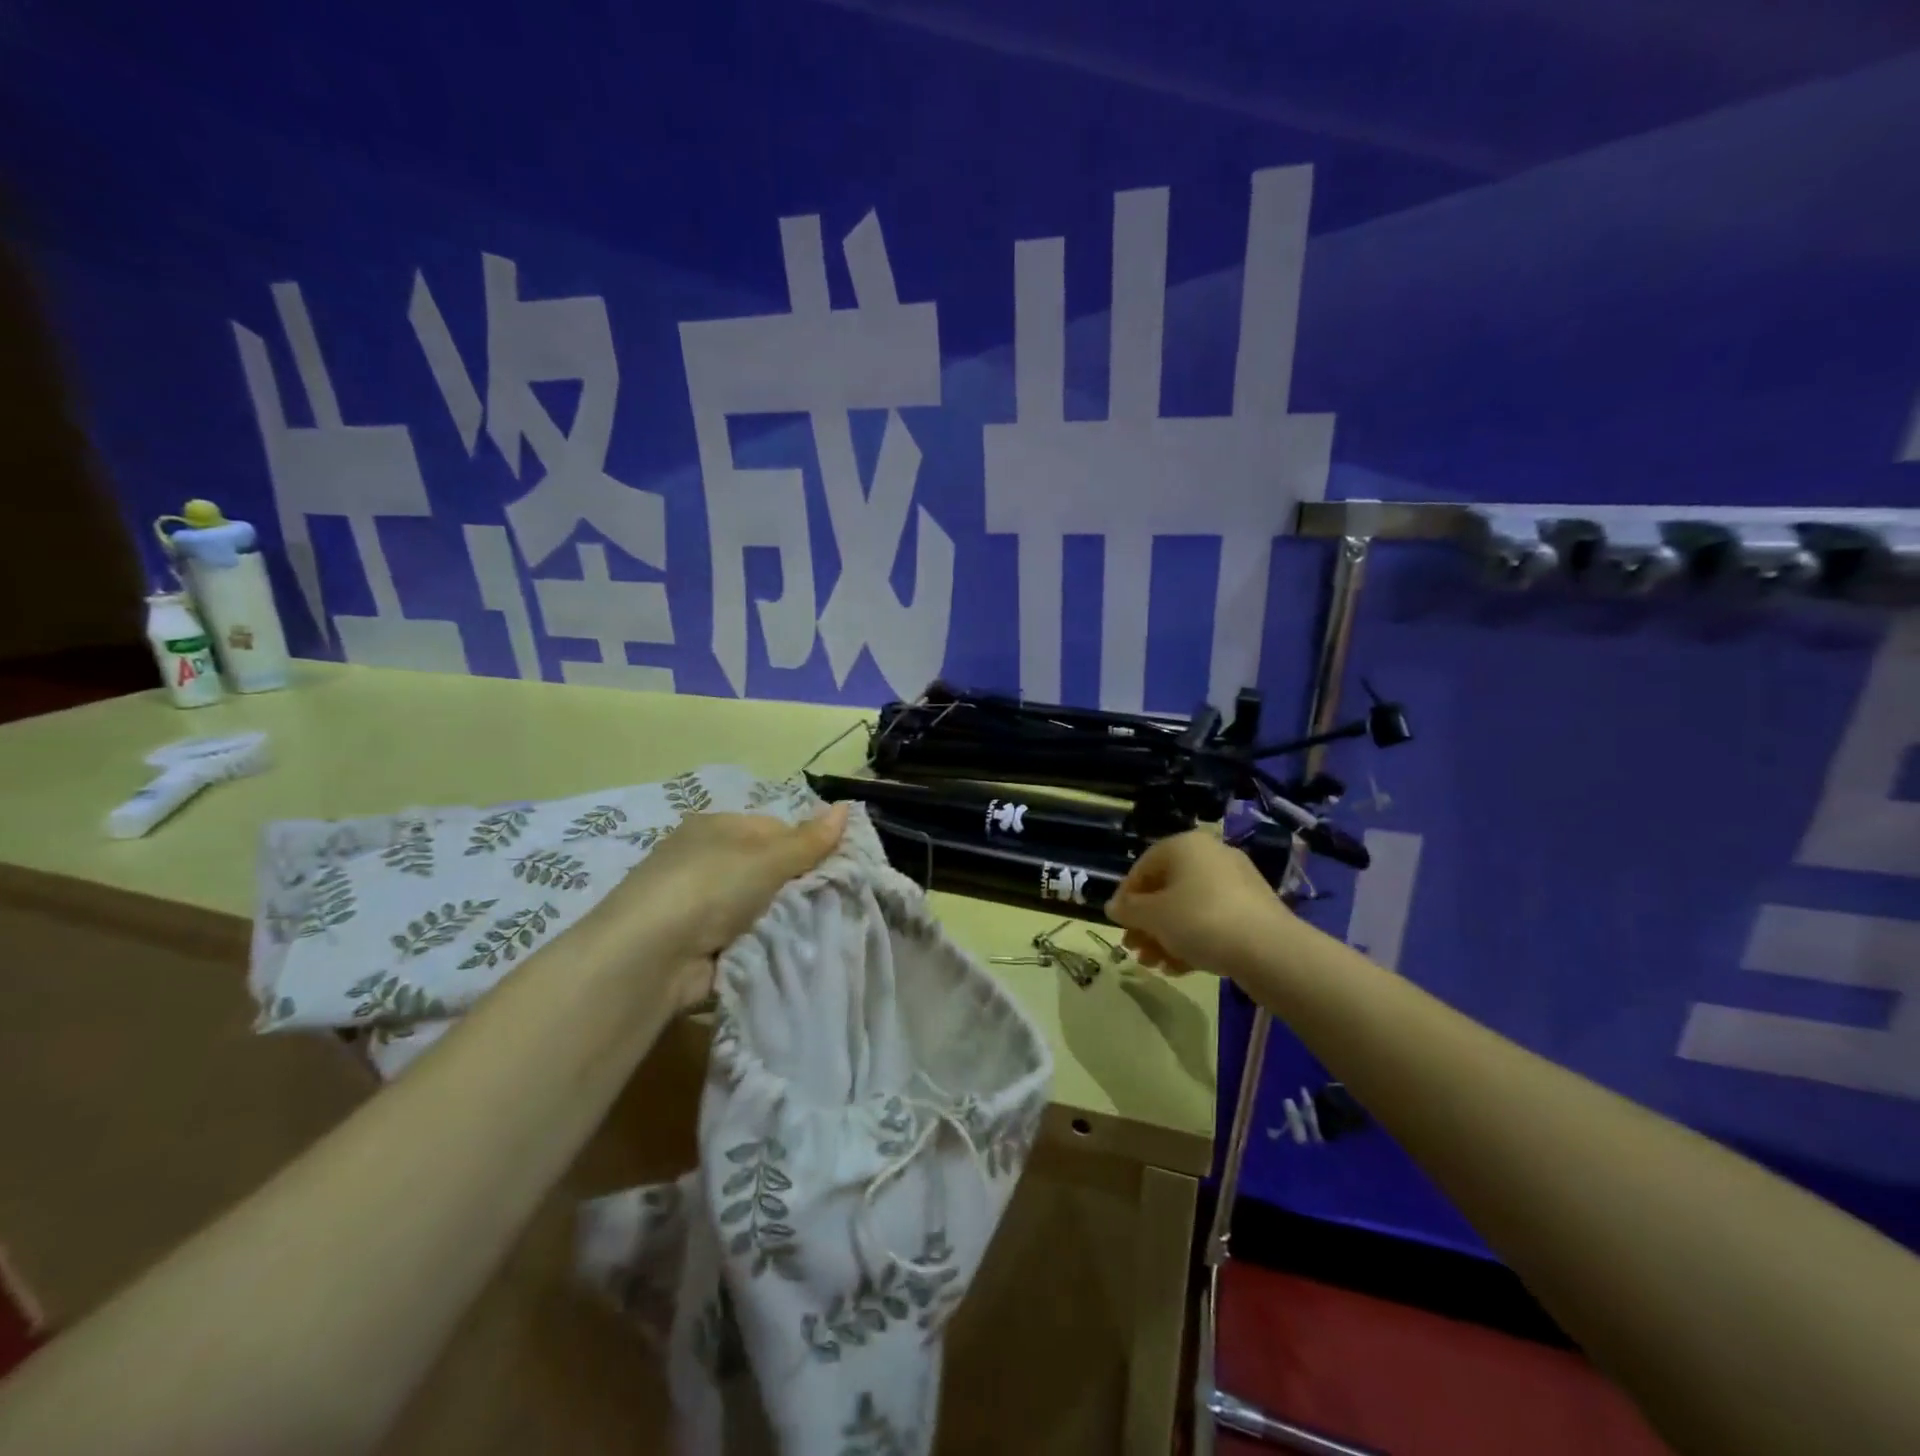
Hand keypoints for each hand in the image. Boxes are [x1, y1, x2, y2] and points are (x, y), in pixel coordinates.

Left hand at [580, 803, 848, 1007]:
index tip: (836, 867)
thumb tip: (847, 805)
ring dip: (783, 919)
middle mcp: (706, 861)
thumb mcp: (767, 857)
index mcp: (717, 828)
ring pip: (761, 907)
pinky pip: (747, 938)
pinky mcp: (700, 945)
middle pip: (769, 869)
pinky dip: (765, 945)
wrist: (651, 957)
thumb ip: (809, 839)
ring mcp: (700, 905)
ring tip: (818, 928)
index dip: (807, 846)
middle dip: (798, 886)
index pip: (775, 829)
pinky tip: (790, 951)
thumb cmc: (710, 887)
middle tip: (833, 900)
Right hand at [1105, 829, 1291, 976]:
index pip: (1143, 867)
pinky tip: (1179, 968)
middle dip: (1147, 923)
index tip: (1118, 924)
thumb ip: (1129, 910)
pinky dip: (1193, 941)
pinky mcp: (1253, 910)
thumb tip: (1113, 907)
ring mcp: (1235, 883)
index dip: (1125, 897)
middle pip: (1166, 889)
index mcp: (1184, 846)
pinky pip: (1212, 921)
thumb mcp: (1153, 917)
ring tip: (1154, 965)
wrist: (1268, 950)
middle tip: (1134, 949)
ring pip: (1188, 908)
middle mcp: (1211, 855)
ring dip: (1166, 936)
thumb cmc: (1199, 920)